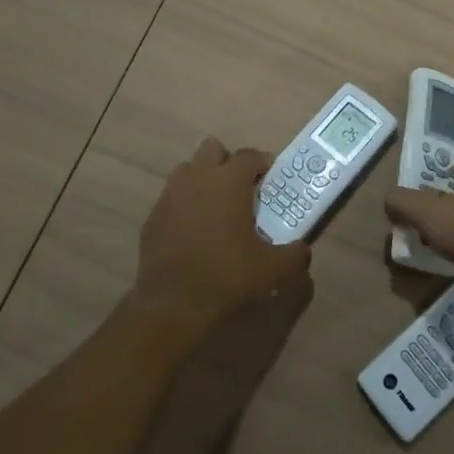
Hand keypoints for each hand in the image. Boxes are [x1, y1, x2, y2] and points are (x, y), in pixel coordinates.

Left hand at [134, 137, 309, 336]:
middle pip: (212, 149)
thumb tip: (302, 249)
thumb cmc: (228, 276)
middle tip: (241, 187)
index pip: (248, 155)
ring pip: (187, 170)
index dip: (262, 163)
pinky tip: (193, 231)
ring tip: (215, 206)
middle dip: (227, 162)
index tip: (269, 177)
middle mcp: (197, 178)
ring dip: (202, 179)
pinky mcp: (152, 217)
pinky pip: (171, 199)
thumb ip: (294, 254)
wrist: (173, 304)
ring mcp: (170, 196)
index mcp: (229, 181)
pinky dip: (183, 206)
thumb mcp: (273, 269)